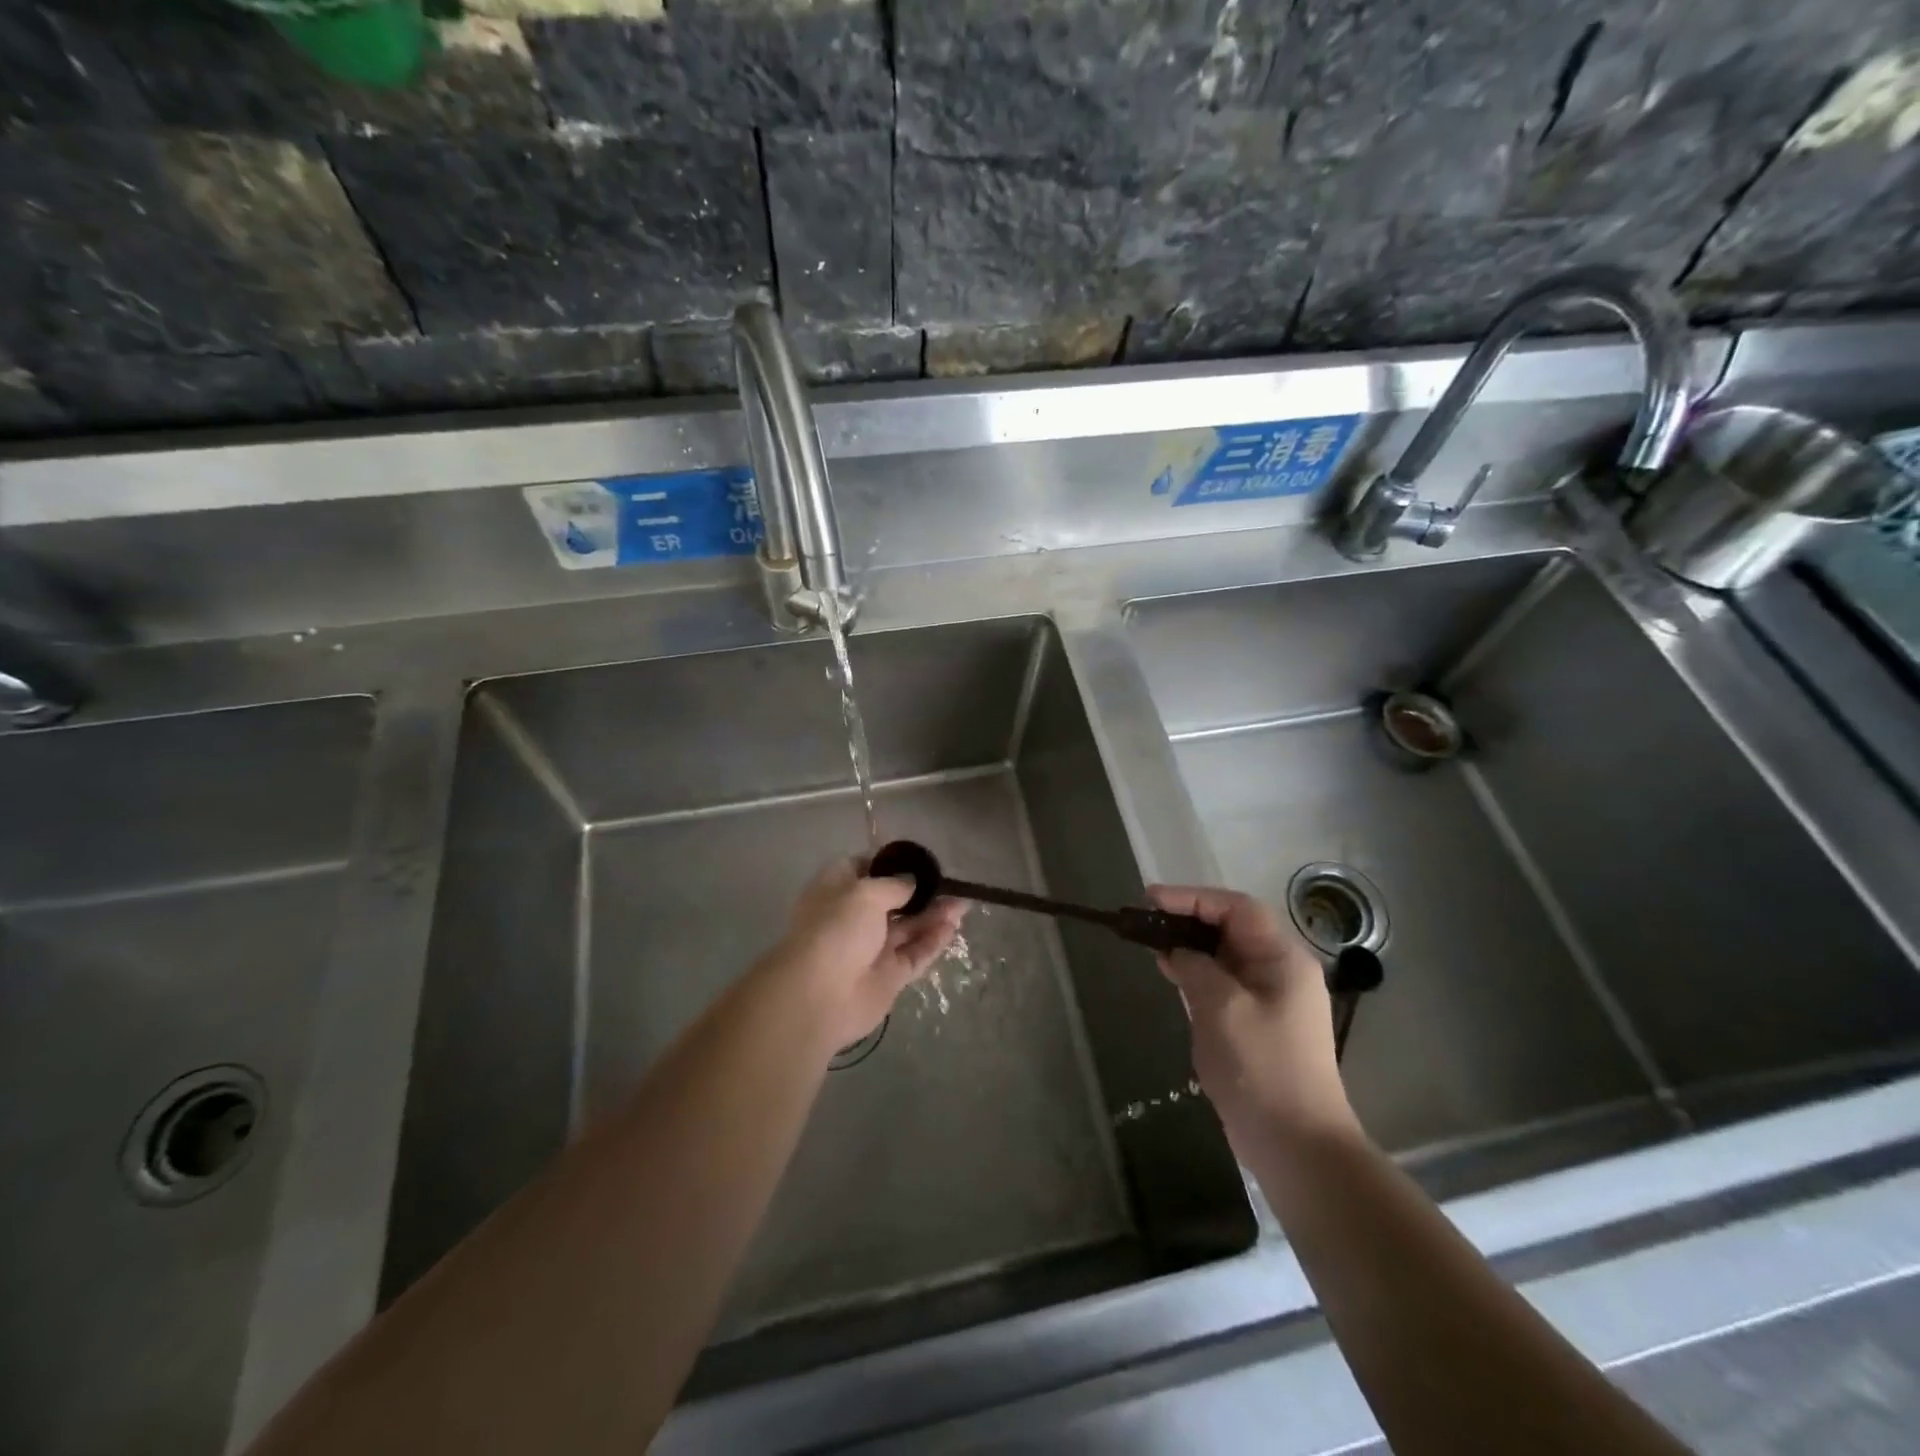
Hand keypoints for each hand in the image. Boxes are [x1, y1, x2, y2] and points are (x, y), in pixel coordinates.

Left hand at [768, 857, 966, 1052]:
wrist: (820, 996)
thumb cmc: (836, 930)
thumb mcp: (866, 893)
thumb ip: (895, 885)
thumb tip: (912, 882)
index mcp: (836, 890)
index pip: (863, 868)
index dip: (889, 864)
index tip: (918, 861)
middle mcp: (853, 917)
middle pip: (892, 900)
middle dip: (920, 892)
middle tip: (951, 884)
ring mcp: (872, 948)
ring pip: (908, 927)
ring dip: (933, 915)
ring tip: (963, 904)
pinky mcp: (889, 976)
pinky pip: (915, 953)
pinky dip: (933, 940)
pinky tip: (953, 927)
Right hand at [1148, 885, 1357, 1149]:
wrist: (1296, 1144)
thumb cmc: (1262, 1067)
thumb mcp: (1222, 1007)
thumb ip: (1195, 967)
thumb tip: (1176, 951)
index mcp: (1282, 959)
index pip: (1236, 908)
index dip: (1192, 898)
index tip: (1150, 899)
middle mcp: (1279, 970)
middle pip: (1230, 928)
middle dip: (1188, 919)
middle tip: (1145, 921)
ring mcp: (1269, 998)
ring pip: (1223, 956)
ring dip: (1189, 946)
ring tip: (1150, 944)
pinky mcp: (1255, 1022)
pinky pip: (1222, 982)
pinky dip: (1195, 973)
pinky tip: (1170, 975)